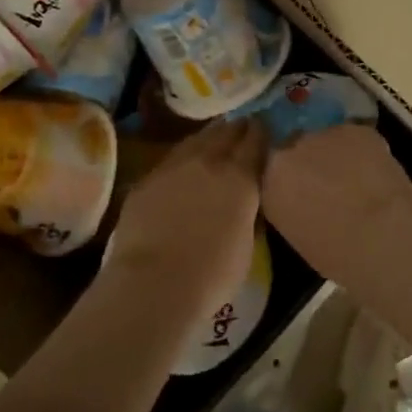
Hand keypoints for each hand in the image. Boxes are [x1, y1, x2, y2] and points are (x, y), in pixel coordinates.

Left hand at [106, 120, 265, 324]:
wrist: (154, 283)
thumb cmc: (212, 276)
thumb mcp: (246, 244)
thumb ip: (248, 213)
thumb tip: (246, 201)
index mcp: (240, 177)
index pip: (255, 140)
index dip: (261, 132)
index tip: (264, 130)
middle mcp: (208, 160)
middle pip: (226, 131)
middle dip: (236, 129)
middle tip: (242, 128)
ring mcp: (174, 165)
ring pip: (196, 139)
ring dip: (209, 137)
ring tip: (215, 138)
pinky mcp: (147, 178)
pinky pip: (171, 158)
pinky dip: (182, 157)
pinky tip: (183, 166)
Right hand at [262, 125, 411, 284]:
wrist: (382, 236)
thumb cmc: (334, 252)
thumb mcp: (292, 230)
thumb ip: (285, 201)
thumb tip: (295, 193)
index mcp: (268, 177)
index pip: (265, 162)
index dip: (280, 169)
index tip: (292, 182)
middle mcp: (288, 147)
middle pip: (292, 144)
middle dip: (303, 157)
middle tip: (320, 178)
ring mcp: (322, 133)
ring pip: (323, 137)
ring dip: (331, 151)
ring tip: (349, 175)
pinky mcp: (355, 129)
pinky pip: (351, 136)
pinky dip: (359, 150)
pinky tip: (371, 171)